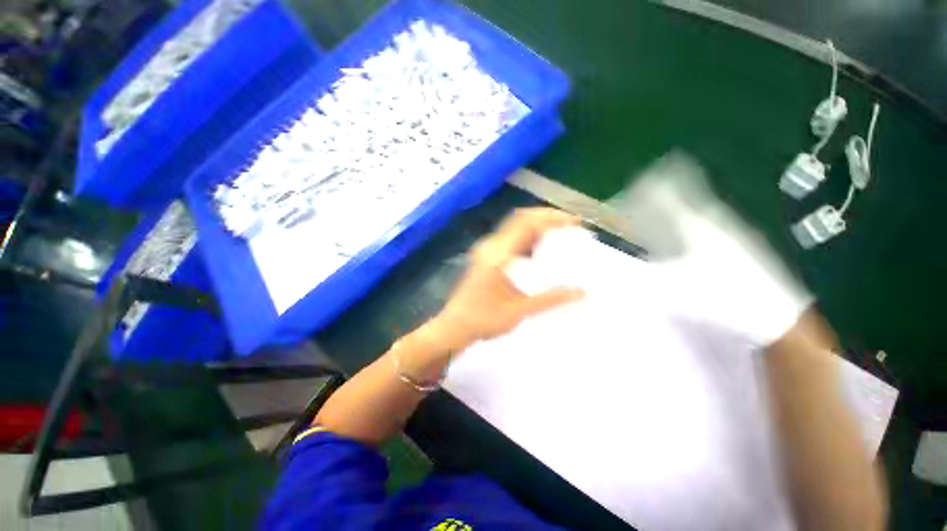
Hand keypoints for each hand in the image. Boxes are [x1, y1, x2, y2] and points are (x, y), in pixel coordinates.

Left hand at [428, 208, 585, 351]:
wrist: (454, 326)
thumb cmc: (482, 320)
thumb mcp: (518, 311)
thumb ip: (549, 299)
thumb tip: (581, 292)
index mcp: (498, 255)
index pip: (526, 223)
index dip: (551, 218)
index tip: (574, 223)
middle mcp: (491, 246)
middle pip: (521, 218)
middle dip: (547, 217)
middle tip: (570, 226)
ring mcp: (487, 250)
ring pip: (516, 226)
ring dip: (538, 226)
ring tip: (561, 234)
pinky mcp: (487, 257)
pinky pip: (511, 238)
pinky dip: (529, 237)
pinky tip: (541, 250)